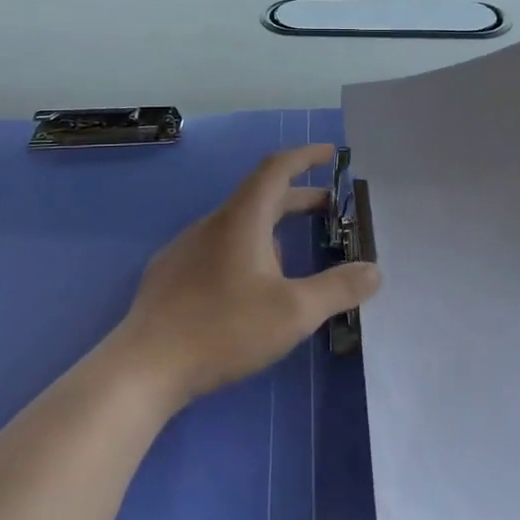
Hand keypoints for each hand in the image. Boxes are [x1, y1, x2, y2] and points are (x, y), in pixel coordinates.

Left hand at [111, 144, 381, 408]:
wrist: (144, 366)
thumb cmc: (224, 329)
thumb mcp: (293, 312)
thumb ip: (338, 289)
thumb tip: (374, 270)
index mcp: (242, 219)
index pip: (276, 168)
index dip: (306, 156)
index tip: (332, 154)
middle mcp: (212, 223)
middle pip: (260, 196)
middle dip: (298, 198)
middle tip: (329, 209)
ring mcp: (186, 248)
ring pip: (238, 225)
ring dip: (272, 228)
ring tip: (296, 256)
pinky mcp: (171, 274)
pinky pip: (217, 248)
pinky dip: (246, 250)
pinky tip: (249, 287)